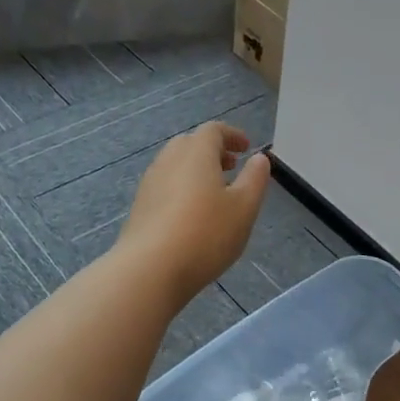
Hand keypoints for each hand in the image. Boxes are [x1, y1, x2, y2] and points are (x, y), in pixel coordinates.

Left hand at [118, 122, 270, 299]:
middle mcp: (168, 161)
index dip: (232, 135)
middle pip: (190, 144)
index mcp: (196, 153)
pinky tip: (192, 214)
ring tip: (214, 192)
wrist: (149, 270)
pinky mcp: (140, 207)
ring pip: (175, 165)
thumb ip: (255, 179)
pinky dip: (182, 188)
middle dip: (212, 150)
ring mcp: (150, 184)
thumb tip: (259, 158)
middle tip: (231, 167)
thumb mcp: (244, 208)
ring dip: (196, 170)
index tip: (247, 148)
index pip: (213, 130)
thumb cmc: (206, 234)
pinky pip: (165, 186)